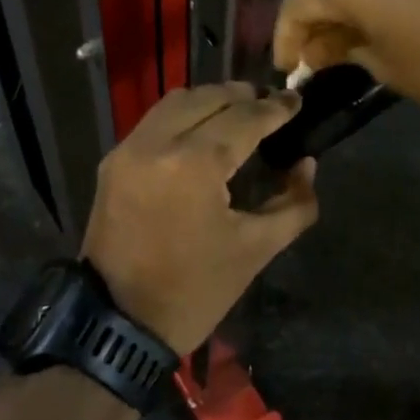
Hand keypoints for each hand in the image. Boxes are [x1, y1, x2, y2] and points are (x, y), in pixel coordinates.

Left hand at [81, 84, 319, 355]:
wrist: (118, 322)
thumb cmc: (194, 290)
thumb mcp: (255, 250)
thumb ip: (293, 203)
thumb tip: (306, 164)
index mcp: (195, 164)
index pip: (245, 118)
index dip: (276, 108)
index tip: (297, 100)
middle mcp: (157, 143)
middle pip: (209, 98)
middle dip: (244, 97)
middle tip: (271, 105)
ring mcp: (129, 149)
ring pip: (176, 102)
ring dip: (211, 101)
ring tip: (239, 113)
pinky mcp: (113, 162)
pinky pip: (154, 121)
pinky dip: (183, 116)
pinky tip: (203, 132)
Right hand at [274, 0, 419, 113]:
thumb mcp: (384, 66)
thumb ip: (341, 51)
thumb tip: (317, 50)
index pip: (297, 3)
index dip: (285, 37)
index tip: (286, 69)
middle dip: (315, 24)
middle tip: (313, 63)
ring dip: (345, 12)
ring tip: (345, 50)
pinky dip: (373, 1)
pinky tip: (379, 30)